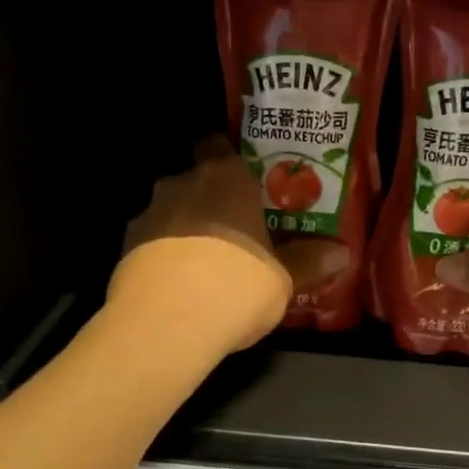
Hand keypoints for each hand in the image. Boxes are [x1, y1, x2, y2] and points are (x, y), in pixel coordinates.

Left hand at [108, 139, 348, 353]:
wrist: (166, 323)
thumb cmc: (236, 285)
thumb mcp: (284, 279)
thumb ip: (309, 261)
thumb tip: (343, 252)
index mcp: (226, 178)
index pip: (220, 145)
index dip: (233, 162)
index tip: (249, 183)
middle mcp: (183, 183)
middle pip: (197, 179)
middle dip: (213, 199)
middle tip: (237, 226)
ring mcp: (149, 213)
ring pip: (172, 211)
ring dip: (187, 228)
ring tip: (208, 260)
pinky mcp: (125, 247)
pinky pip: (153, 241)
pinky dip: (165, 254)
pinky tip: (181, 282)